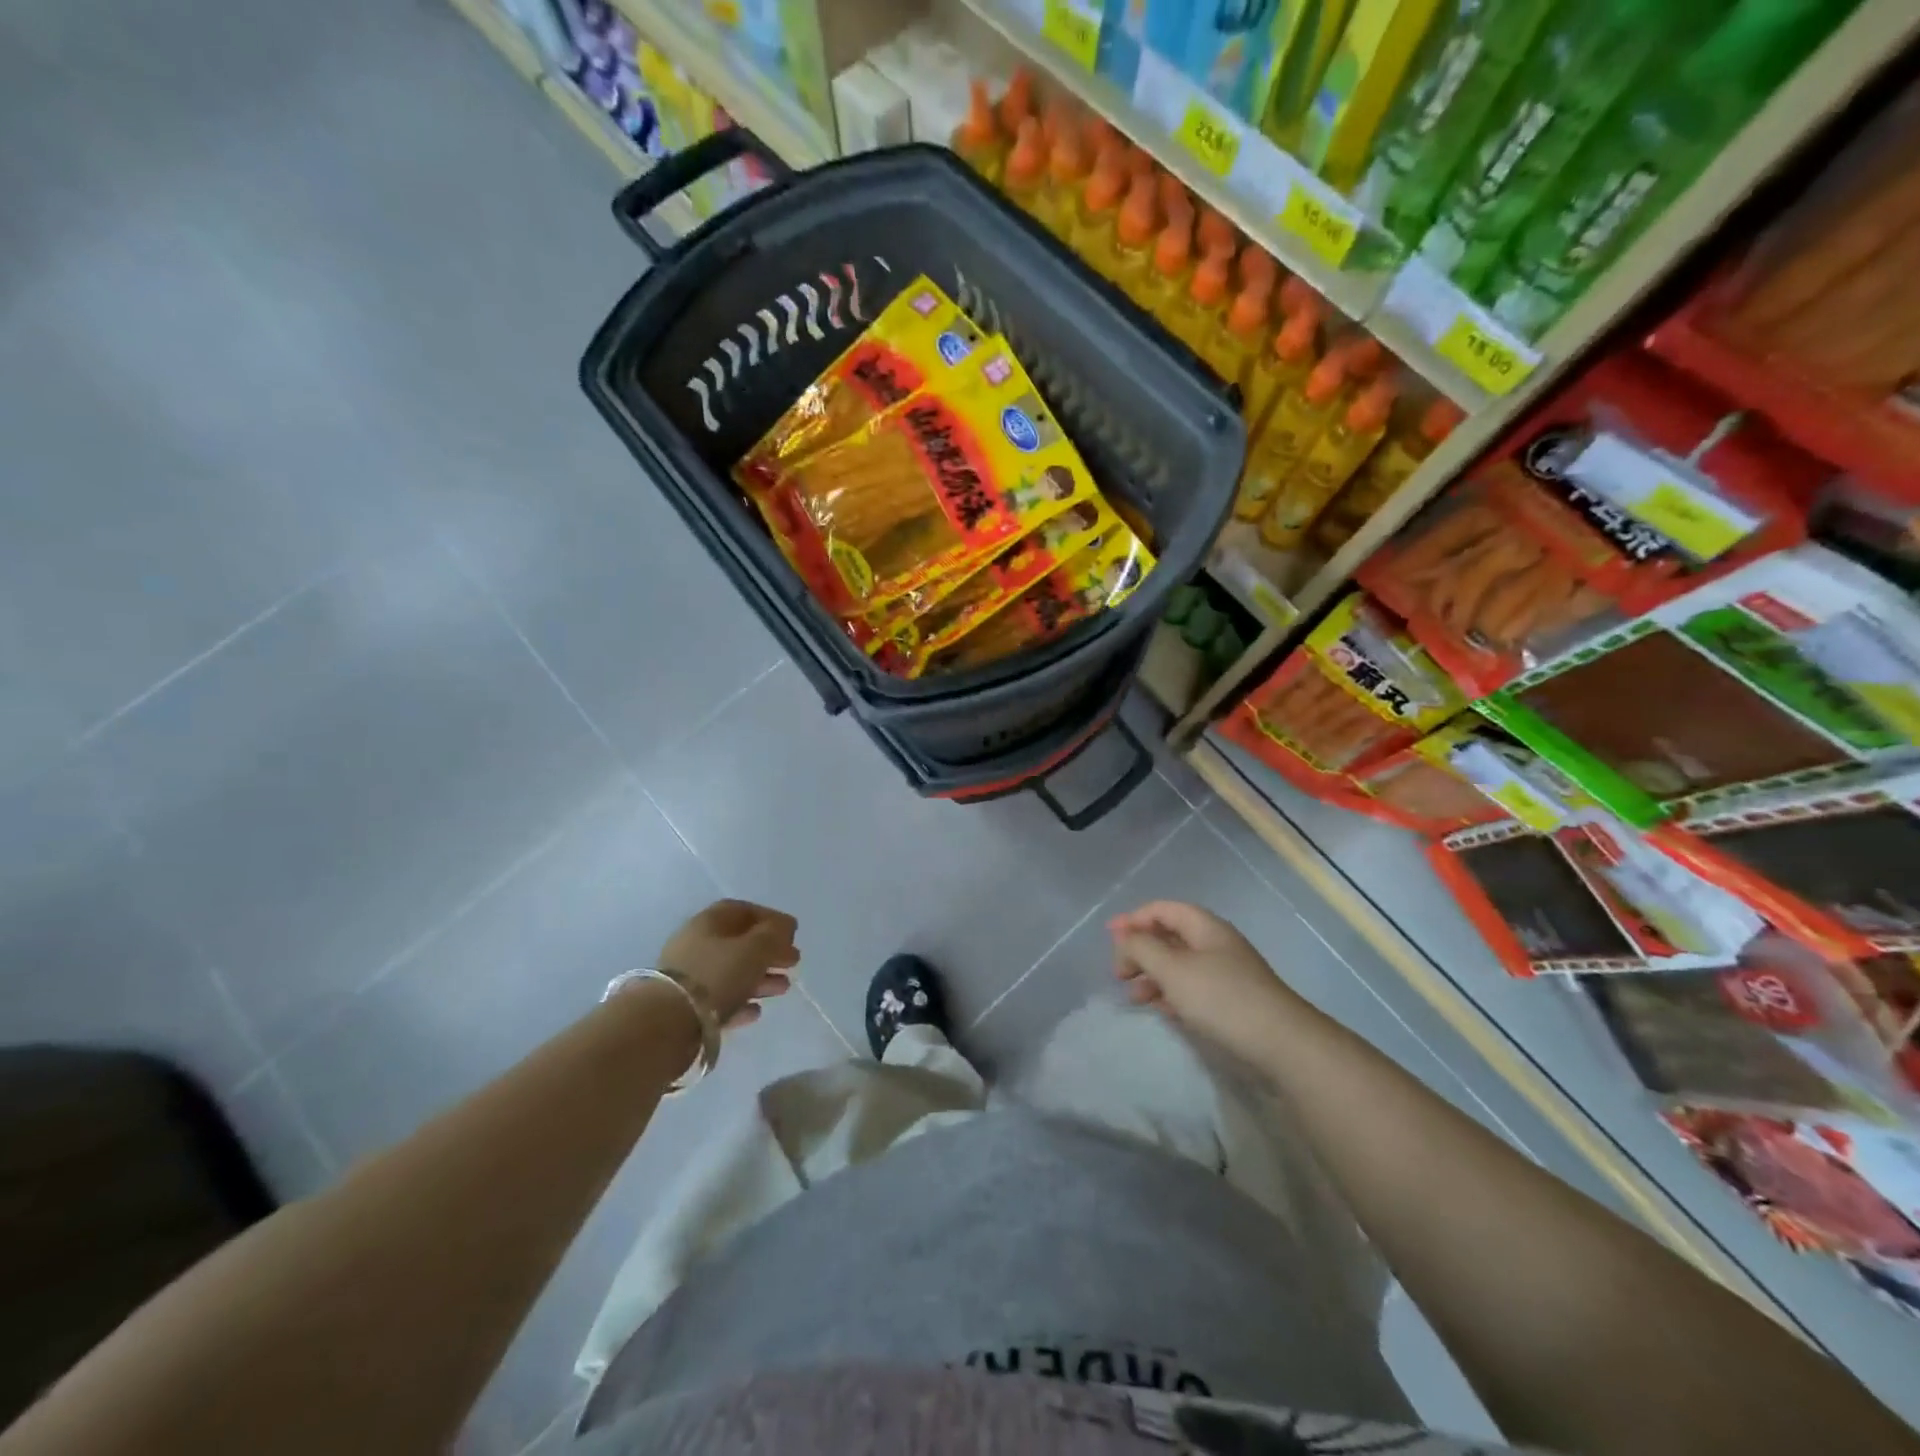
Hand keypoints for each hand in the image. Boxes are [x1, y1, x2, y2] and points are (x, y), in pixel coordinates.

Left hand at [659, 899, 798, 1029]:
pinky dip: (741, 1002)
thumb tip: (785, 927)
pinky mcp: (686, 1008)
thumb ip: (775, 934)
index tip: (792, 932)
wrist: (667, 1024)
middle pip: (739, 943)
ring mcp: (688, 978)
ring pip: (732, 972)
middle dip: (769, 951)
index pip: (743, 911)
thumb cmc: (716, 975)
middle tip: (794, 961)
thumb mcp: (755, 948)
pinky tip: (756, 1012)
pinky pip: (720, 1001)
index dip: (770, 918)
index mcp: (709, 922)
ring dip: (760, 978)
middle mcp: (696, 944)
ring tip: (783, 988)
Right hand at [1107, 901, 1309, 1065]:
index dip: (1134, 919)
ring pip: (1179, 965)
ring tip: (1134, 998)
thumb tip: (1123, 938)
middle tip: (1118, 973)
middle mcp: (1215, 944)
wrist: (1282, 1045)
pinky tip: (1160, 1010)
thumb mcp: (1173, 969)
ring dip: (1152, 976)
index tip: (1109, 938)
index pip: (1162, 910)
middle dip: (1140, 950)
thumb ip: (1141, 948)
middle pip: (1169, 937)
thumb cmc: (1222, 998)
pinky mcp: (1230, 1002)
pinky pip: (1191, 989)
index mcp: (1204, 927)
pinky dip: (1171, 994)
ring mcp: (1225, 974)